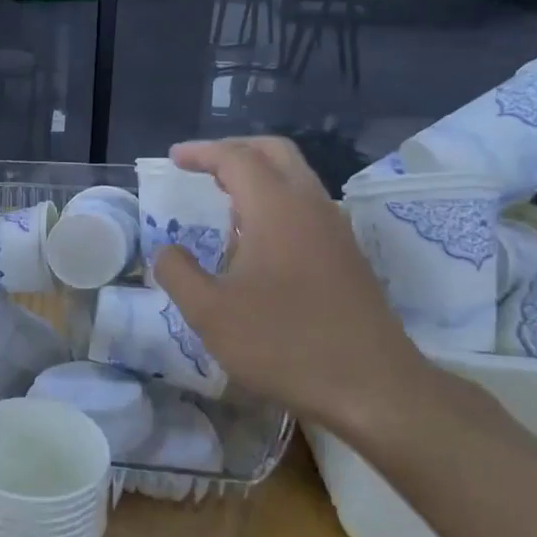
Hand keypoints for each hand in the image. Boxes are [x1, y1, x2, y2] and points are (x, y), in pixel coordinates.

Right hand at [150, 137, 434, 438]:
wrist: (371, 387)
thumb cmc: (283, 344)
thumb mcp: (210, 313)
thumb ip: (178, 273)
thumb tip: (165, 251)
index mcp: (276, 209)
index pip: (236, 158)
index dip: (201, 152)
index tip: (173, 159)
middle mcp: (310, 206)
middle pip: (275, 152)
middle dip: (234, 150)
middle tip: (200, 166)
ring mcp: (335, 230)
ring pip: (296, 177)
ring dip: (258, 174)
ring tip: (222, 197)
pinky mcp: (347, 255)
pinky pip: (306, 205)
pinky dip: (275, 200)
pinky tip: (255, 237)